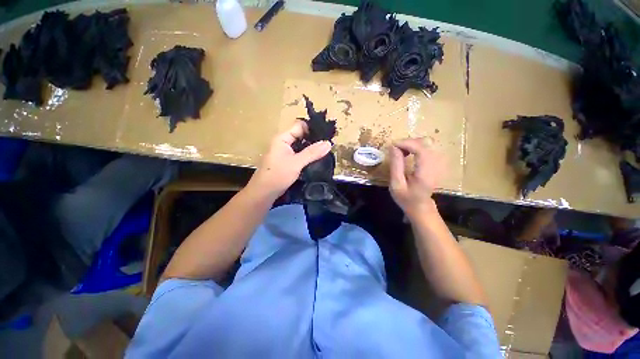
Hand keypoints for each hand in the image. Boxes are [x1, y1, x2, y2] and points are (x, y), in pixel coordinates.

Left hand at [249, 121, 330, 199]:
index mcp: (283, 138)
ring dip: (312, 148)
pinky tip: (318, 159)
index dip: (312, 128)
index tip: (326, 134)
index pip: (300, 126)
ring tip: (326, 150)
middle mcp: (284, 143)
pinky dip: (308, 156)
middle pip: (301, 135)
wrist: (264, 192)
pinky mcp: (288, 161)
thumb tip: (328, 143)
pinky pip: (300, 155)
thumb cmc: (277, 175)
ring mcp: (286, 153)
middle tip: (329, 143)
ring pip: (301, 146)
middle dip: (314, 139)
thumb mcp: (296, 163)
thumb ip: (312, 153)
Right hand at [389, 138, 442, 217]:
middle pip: (425, 143)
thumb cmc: (406, 197)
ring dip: (412, 143)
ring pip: (427, 142)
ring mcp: (439, 163)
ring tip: (401, 151)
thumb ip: (396, 165)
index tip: (392, 145)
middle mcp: (436, 165)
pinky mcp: (437, 161)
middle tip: (395, 149)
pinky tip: (409, 152)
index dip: (407, 143)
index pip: (421, 150)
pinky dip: (416, 146)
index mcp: (425, 173)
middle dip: (408, 142)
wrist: (420, 206)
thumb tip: (393, 147)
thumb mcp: (396, 184)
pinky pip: (428, 146)